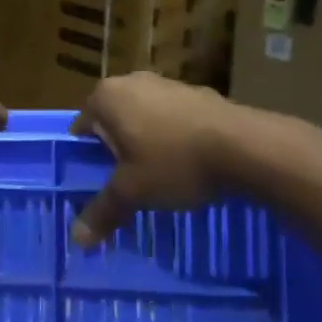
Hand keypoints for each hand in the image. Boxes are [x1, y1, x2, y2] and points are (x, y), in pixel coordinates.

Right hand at [69, 73, 244, 246]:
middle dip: (116, 151)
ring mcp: (166, 83)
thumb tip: (78, 239)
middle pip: (113, 121)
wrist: (243, 146)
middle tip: (123, 184)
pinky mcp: (196, 92)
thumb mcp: (132, 193)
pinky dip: (172, 138)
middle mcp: (132, 81)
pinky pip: (172, 119)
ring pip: (143, 118)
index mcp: (106, 97)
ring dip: (145, 143)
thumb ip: (103, 212)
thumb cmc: (174, 162)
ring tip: (156, 178)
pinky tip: (185, 165)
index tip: (95, 184)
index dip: (85, 159)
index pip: (81, 128)